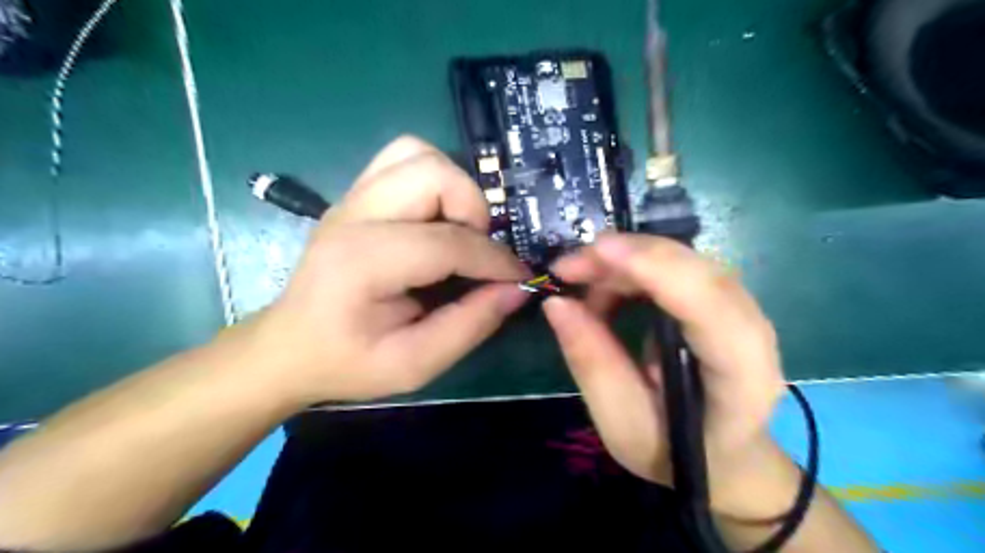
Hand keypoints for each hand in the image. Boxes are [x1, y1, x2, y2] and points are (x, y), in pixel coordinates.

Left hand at [237, 137, 530, 405]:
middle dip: (473, 209)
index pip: (447, 242)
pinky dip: (433, 181)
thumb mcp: (415, 364)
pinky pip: (403, 160)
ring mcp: (352, 199)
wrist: (290, 346)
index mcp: (363, 262)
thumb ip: (471, 325)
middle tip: (477, 251)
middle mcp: (355, 216)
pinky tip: (437, 219)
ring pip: (417, 154)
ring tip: (458, 231)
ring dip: (454, 188)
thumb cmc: (348, 361)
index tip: (518, 278)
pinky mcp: (356, 196)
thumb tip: (517, 288)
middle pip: (432, 173)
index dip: (495, 260)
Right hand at [543, 232, 791, 517]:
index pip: (710, 306)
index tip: (597, 250)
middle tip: (567, 267)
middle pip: (694, 269)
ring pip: (682, 260)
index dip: (656, 269)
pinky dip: (633, 268)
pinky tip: (606, 292)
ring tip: (581, 287)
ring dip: (624, 262)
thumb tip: (557, 302)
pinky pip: (675, 266)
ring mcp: (741, 308)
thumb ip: (592, 363)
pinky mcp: (721, 299)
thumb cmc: (676, 452)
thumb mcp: (622, 424)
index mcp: (741, 376)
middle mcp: (752, 330)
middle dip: (626, 256)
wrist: (725, 456)